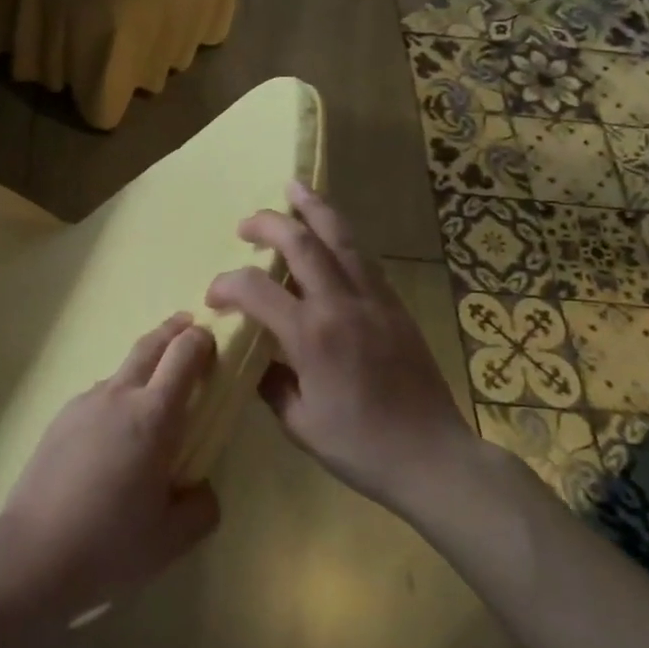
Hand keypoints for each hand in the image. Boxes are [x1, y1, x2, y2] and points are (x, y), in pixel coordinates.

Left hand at [0, 316, 221, 621]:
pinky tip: (116, 431)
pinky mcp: (61, 418)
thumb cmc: (110, 544)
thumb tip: (201, 487)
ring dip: (143, 366)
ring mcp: (84, 403)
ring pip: (121, 371)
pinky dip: (117, 396)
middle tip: (189, 325)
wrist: (33, 550)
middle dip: (173, 330)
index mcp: (153, 417)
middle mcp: (118, 396)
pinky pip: (99, 396)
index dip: (201, 341)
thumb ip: (200, 507)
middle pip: (149, 346)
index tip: (214, 339)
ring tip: (155, 388)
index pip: (183, 357)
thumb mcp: (172, 538)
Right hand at [206, 182, 476, 516]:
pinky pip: (364, 258)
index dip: (226, 284)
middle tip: (246, 224)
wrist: (434, 458)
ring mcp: (373, 301)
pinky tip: (331, 234)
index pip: (255, 288)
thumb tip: (256, 358)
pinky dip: (341, 237)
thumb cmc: (360, 448)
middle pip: (301, 243)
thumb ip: (271, 383)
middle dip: (268, 223)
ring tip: (294, 188)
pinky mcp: (395, 306)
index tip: (214, 297)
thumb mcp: (299, 424)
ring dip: (314, 209)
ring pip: (341, 238)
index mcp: (310, 336)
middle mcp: (341, 305)